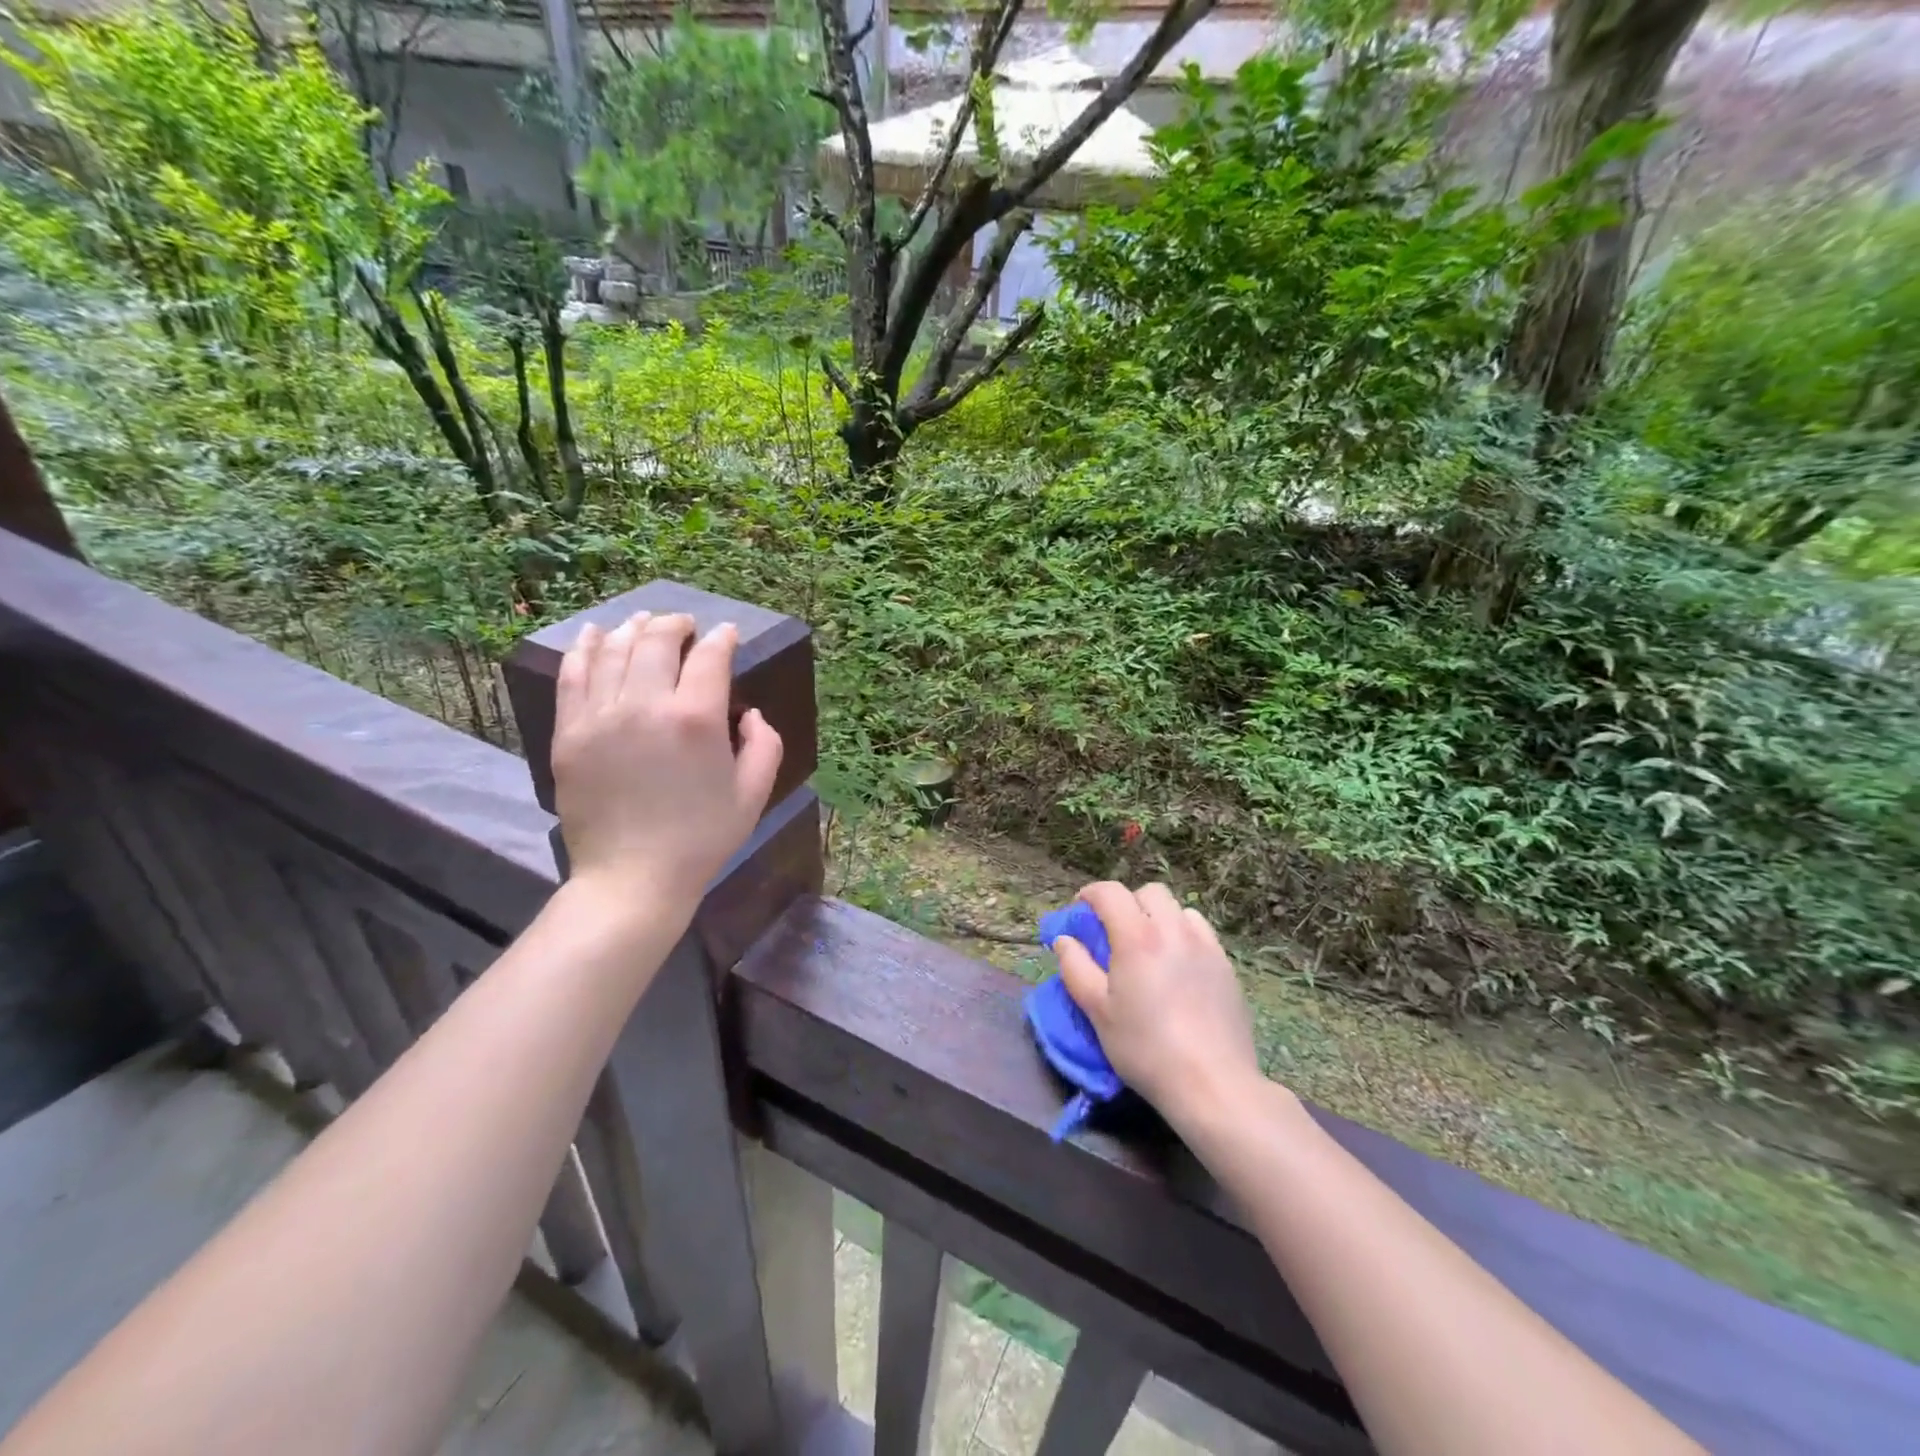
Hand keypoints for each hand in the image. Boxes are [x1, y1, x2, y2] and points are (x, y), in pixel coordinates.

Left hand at [551, 611, 782, 913]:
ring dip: (634, 629)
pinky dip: (586, 648)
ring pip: (614, 650)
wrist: (632, 878)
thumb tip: (749, 713)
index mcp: (696, 720)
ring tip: (644, 622)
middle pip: (658, 641)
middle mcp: (646, 705)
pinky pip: (573, 675)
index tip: (727, 634)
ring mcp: (600, 716)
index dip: (722, 639)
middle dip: (676, 625)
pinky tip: (596, 635)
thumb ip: (765, 744)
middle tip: (686, 626)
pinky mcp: (569, 733)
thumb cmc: (702, 838)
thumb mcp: (754, 794)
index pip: (710, 658)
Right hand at [1053, 882, 1263, 1130]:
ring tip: (1149, 948)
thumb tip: (1065, 940)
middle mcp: (1174, 930)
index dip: (1089, 895)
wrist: (1212, 1084)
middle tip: (1114, 933)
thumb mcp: (1098, 1012)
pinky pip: (1201, 932)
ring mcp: (1206, 946)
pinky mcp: (1226, 966)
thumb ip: (1076, 968)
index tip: (1078, 912)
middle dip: (1126, 903)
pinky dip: (1183, 935)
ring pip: (1179, 909)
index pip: (1110, 893)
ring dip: (1158, 917)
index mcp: (1138, 937)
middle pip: (1149, 892)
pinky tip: (1177, 967)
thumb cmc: (1145, 1048)